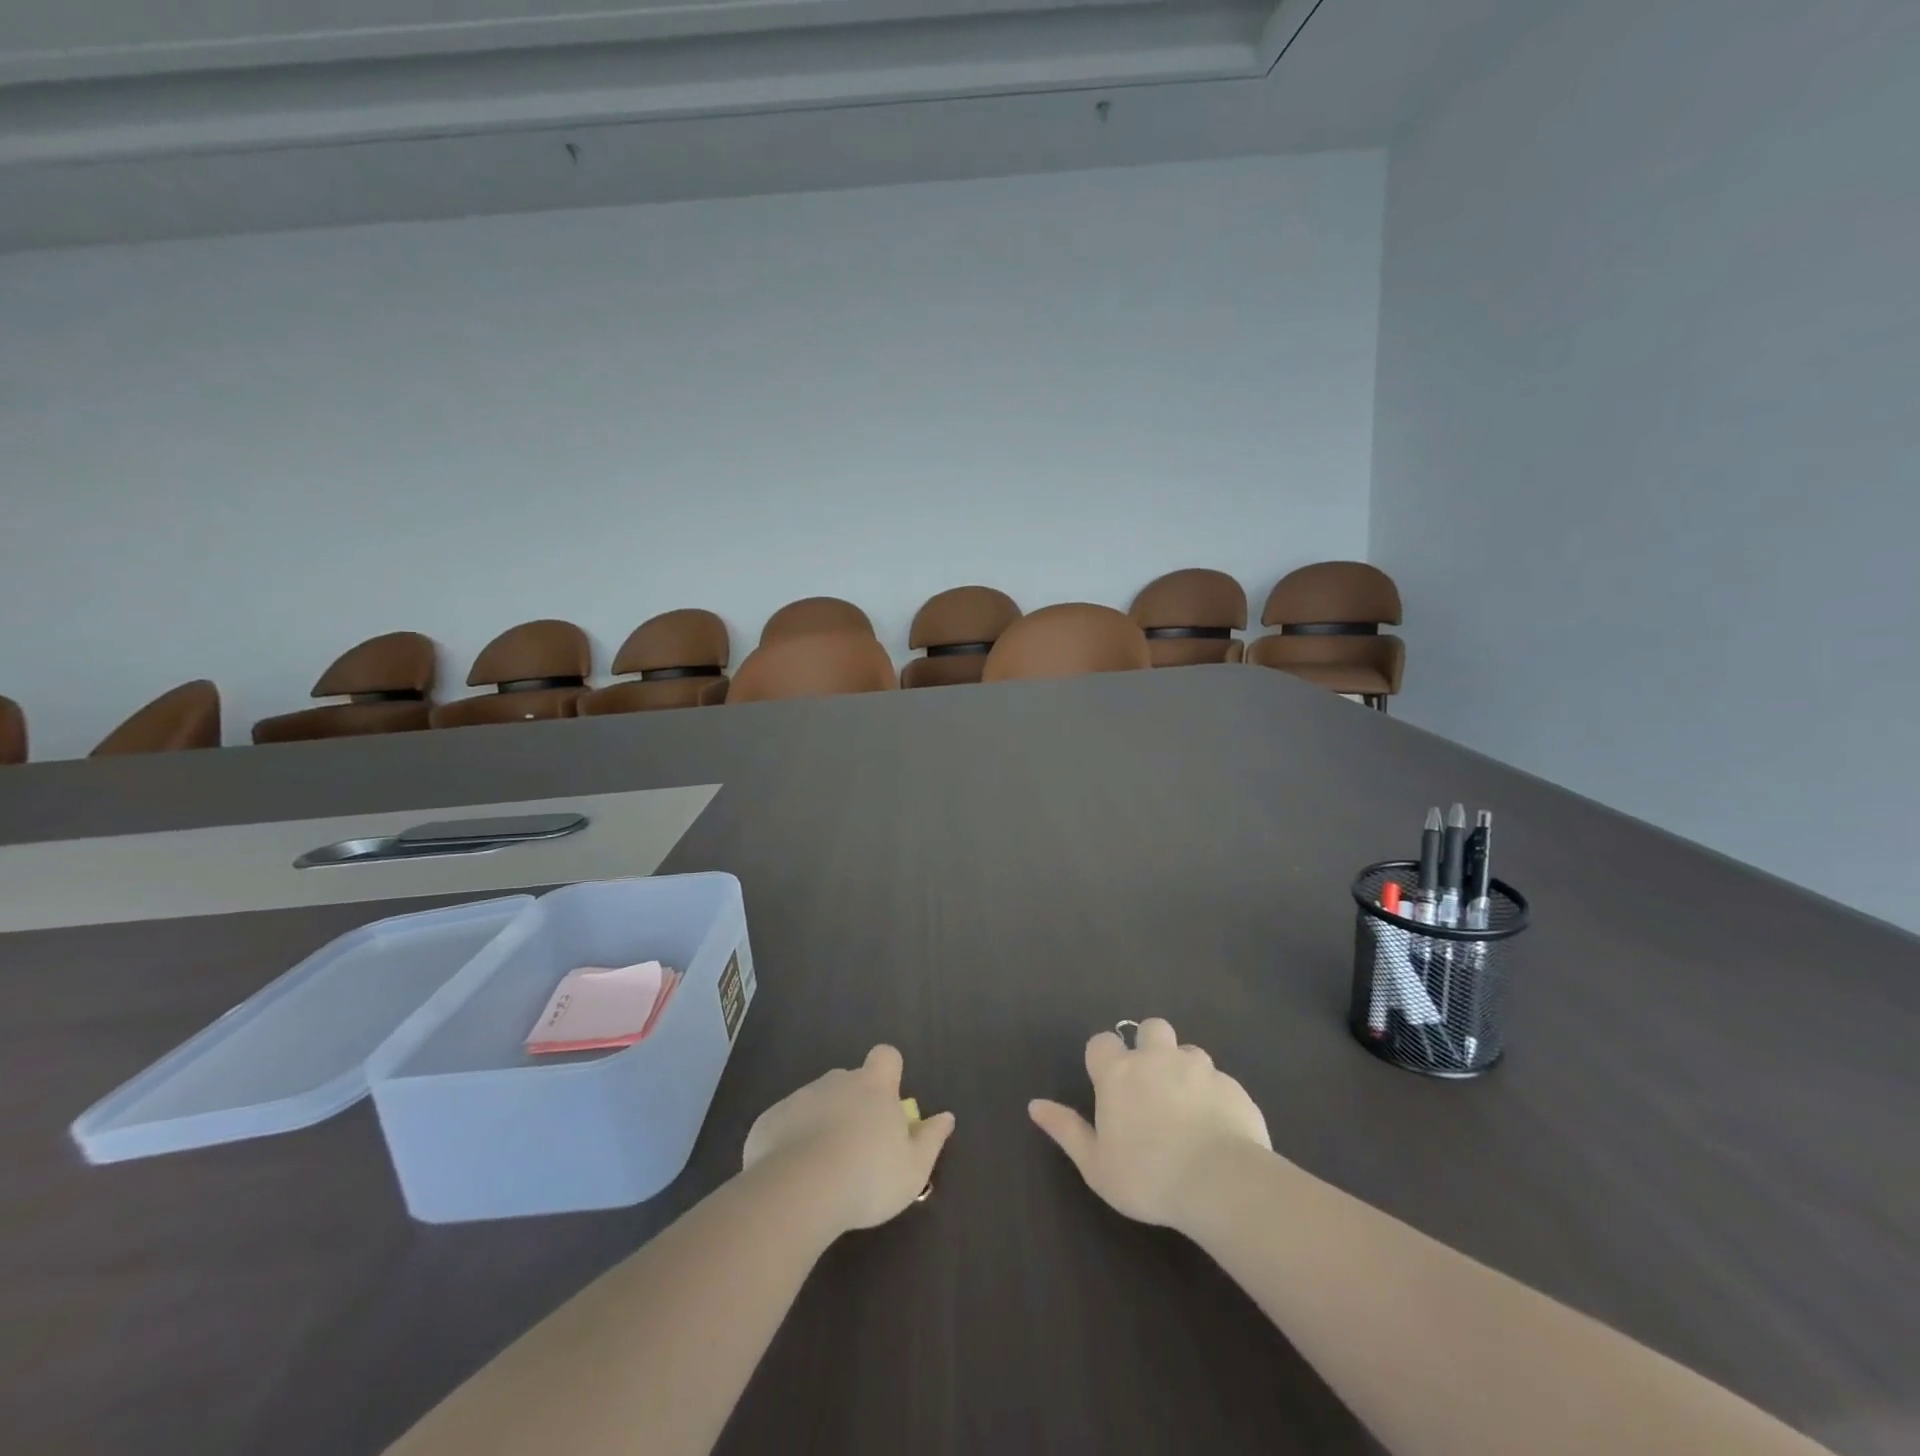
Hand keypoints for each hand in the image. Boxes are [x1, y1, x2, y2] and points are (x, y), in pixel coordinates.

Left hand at [743, 1045, 955, 1236]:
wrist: (799, 1190)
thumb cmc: (868, 1177)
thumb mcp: (914, 1169)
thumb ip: (931, 1139)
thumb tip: (946, 1117)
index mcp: (874, 1087)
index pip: (886, 1056)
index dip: (889, 1071)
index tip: (888, 1099)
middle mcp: (837, 1081)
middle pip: (849, 1081)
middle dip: (853, 1104)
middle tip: (857, 1147)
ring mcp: (800, 1098)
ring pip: (816, 1103)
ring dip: (821, 1124)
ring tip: (823, 1169)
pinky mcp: (769, 1120)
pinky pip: (785, 1125)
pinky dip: (791, 1142)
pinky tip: (793, 1177)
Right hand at [1029, 1017, 1270, 1231]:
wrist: (1221, 1183)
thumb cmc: (1148, 1176)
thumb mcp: (1096, 1165)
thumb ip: (1066, 1130)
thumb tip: (1035, 1105)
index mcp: (1119, 1073)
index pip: (1102, 1042)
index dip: (1104, 1059)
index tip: (1109, 1086)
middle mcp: (1157, 1058)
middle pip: (1151, 1028)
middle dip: (1150, 1046)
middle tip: (1152, 1085)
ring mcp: (1198, 1068)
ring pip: (1189, 1052)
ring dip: (1184, 1070)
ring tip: (1188, 1109)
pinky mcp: (1232, 1085)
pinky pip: (1219, 1081)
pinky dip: (1214, 1096)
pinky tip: (1217, 1128)